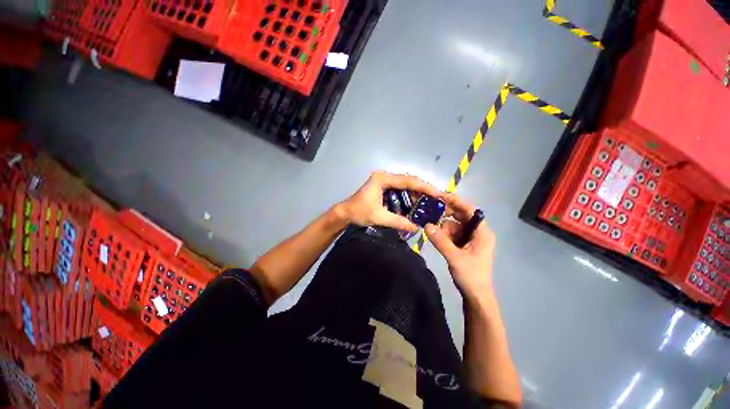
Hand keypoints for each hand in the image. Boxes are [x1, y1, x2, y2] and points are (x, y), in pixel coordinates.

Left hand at [338, 171, 443, 231]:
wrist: (344, 213)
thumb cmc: (358, 213)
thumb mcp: (379, 217)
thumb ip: (398, 222)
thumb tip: (417, 228)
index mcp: (382, 179)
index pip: (408, 181)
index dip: (424, 187)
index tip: (438, 193)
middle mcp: (384, 176)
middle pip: (408, 180)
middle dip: (423, 189)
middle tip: (436, 198)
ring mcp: (383, 181)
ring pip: (405, 184)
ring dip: (416, 193)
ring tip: (429, 202)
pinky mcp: (383, 187)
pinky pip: (400, 189)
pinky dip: (408, 195)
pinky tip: (415, 203)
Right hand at [424, 193, 494, 301]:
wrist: (476, 296)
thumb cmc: (471, 276)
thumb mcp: (454, 257)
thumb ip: (440, 241)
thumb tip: (426, 225)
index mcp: (482, 232)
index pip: (470, 210)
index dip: (456, 201)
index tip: (440, 197)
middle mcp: (477, 232)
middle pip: (460, 216)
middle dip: (446, 216)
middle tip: (430, 214)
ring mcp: (470, 238)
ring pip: (453, 225)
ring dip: (443, 229)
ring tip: (434, 236)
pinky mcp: (464, 244)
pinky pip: (452, 234)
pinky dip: (443, 235)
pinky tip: (437, 239)